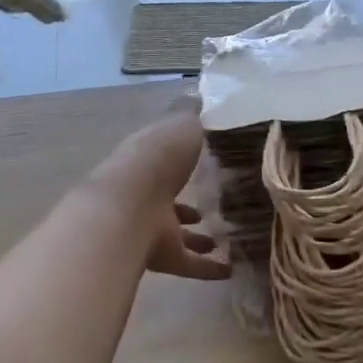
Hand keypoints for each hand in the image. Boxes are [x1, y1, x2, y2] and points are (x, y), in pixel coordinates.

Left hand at [93, 100, 231, 281]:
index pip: (170, 158)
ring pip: (179, 233)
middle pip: (172, 197)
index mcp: (151, 159)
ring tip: (227, 237)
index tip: (213, 160)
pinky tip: (231, 268)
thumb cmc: (158, 158)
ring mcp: (153, 226)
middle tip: (221, 203)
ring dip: (199, 236)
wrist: (131, 206)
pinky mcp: (163, 256)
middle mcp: (149, 193)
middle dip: (191, 201)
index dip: (187, 158)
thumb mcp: (182, 123)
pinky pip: (189, 264)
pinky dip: (208, 268)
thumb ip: (194, 114)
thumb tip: (203, 94)